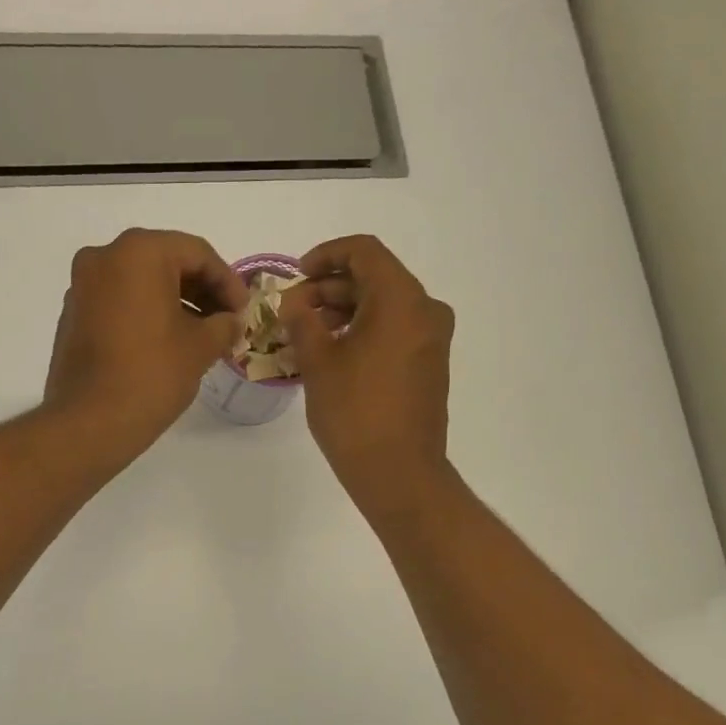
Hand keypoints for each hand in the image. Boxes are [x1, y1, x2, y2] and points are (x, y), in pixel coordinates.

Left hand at [44, 228, 246, 459]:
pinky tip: (166, 343)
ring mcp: (82, 287)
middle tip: (226, 322)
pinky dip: (146, 314)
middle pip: (166, 262)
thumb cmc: (151, 375)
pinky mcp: (73, 316)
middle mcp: (104, 258)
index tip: (244, 312)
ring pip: (140, 283)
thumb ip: (224, 325)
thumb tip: (231, 321)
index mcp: (138, 252)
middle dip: (201, 291)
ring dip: (175, 303)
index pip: (197, 253)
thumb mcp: (200, 348)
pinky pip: (119, 302)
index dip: (228, 282)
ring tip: (201, 336)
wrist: (89, 423)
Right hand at [280, 235, 454, 510]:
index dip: (326, 255)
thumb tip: (294, 302)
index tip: (297, 275)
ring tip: (307, 334)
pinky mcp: (429, 364)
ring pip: (384, 306)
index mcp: (401, 300)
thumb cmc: (355, 413)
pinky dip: (363, 331)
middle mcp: (425, 310)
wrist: (398, 472)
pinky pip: (394, 330)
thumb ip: (302, 322)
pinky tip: (333, 353)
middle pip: (374, 278)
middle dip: (330, 289)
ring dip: (344, 311)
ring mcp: (431, 339)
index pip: (364, 252)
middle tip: (293, 311)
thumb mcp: (318, 363)